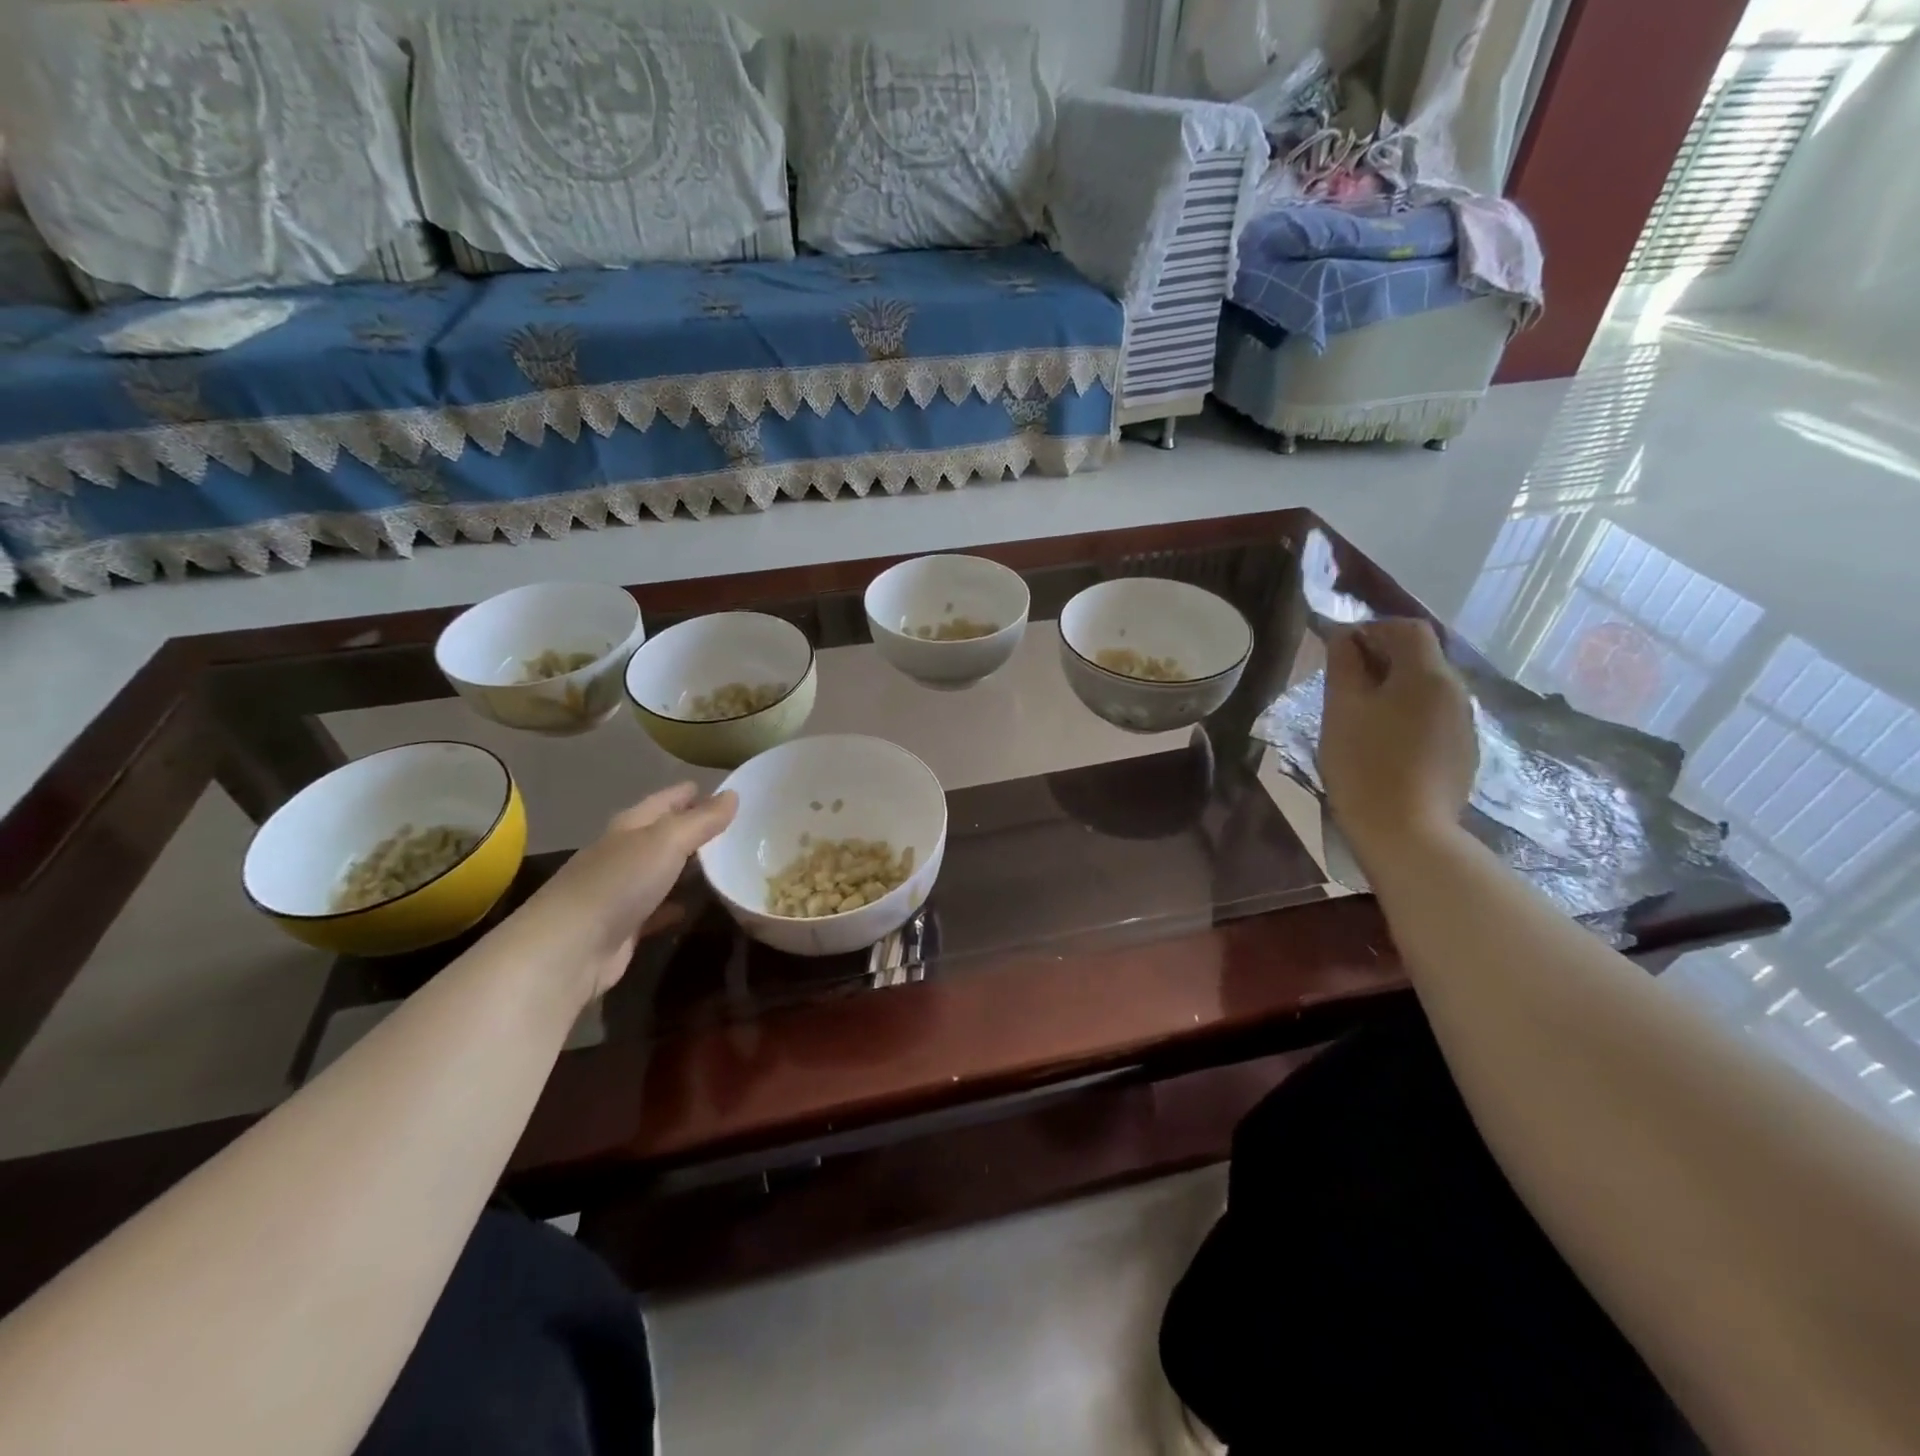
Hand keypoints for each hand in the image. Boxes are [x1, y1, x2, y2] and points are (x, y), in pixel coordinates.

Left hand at [512, 784, 736, 998]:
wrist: (569, 949)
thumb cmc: (619, 883)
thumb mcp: (667, 842)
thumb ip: (702, 820)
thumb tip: (733, 794)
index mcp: (630, 826)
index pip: (664, 801)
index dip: (689, 793)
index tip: (723, 791)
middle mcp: (623, 854)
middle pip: (662, 835)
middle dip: (692, 829)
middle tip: (734, 828)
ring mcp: (621, 891)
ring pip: (661, 871)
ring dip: (687, 868)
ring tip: (725, 865)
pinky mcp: (624, 927)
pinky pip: (657, 909)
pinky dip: (675, 905)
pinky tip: (694, 906)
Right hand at [1319, 619, 1475, 865]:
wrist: (1406, 832)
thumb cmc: (1364, 764)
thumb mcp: (1341, 708)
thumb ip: (1342, 664)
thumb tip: (1343, 635)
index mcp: (1427, 675)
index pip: (1407, 628)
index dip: (1373, 629)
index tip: (1340, 648)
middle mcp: (1455, 691)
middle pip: (1421, 657)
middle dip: (1382, 659)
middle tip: (1343, 683)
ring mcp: (1463, 724)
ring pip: (1426, 689)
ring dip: (1394, 689)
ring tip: (1359, 716)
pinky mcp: (1462, 753)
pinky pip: (1433, 717)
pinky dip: (1407, 716)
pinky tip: (1383, 743)